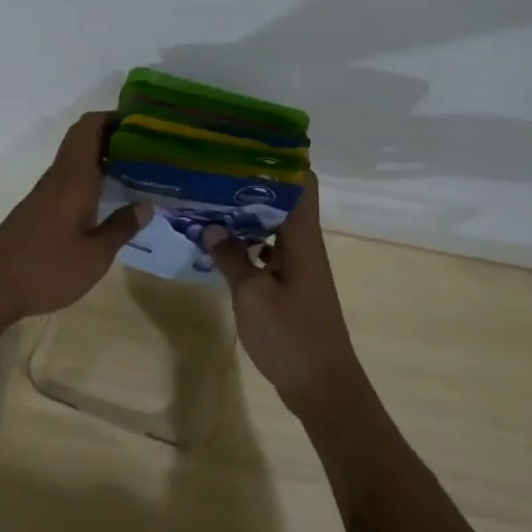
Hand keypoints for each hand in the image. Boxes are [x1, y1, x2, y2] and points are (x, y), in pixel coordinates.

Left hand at [0, 111, 140, 326]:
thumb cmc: (46, 269)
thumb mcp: (94, 257)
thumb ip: (121, 228)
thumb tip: (145, 205)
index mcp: (73, 179)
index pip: (88, 128)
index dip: (113, 117)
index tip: (142, 124)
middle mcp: (57, 178)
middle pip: (82, 140)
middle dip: (113, 137)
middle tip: (148, 149)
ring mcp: (43, 194)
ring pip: (74, 161)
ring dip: (102, 159)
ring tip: (135, 171)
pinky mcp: (36, 210)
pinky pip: (67, 181)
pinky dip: (89, 179)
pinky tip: (106, 199)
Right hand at [201, 173, 363, 414]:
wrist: (323, 387)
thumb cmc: (291, 336)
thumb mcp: (252, 295)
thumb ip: (231, 257)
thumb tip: (211, 226)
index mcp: (303, 239)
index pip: (301, 182)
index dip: (278, 159)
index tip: (244, 145)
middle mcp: (304, 246)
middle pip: (283, 200)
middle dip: (250, 184)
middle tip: (211, 172)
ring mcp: (298, 267)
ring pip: (273, 226)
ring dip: (245, 214)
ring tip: (208, 201)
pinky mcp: (290, 287)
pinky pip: (268, 251)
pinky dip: (246, 243)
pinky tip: (218, 244)